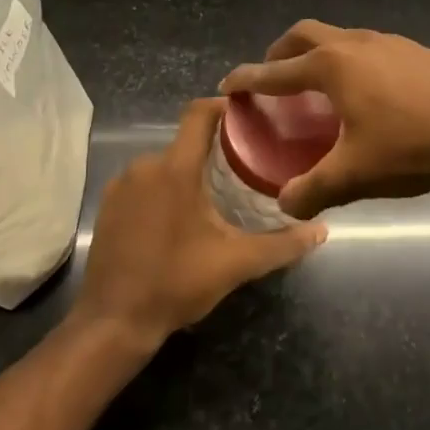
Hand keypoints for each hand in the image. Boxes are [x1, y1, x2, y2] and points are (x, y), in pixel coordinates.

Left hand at [73, 98, 326, 350]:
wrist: (113, 322)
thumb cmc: (177, 283)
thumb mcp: (236, 264)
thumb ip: (281, 244)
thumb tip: (321, 230)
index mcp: (175, 169)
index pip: (199, 114)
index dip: (224, 106)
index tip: (249, 115)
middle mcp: (144, 166)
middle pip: (185, 143)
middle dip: (212, 151)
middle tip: (243, 167)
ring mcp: (120, 185)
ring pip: (163, 165)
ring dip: (187, 174)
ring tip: (215, 194)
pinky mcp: (108, 206)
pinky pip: (142, 184)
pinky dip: (162, 191)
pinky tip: (177, 218)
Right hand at [220, 21, 429, 219]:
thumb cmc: (410, 149)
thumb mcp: (354, 175)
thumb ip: (312, 190)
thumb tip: (285, 204)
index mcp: (332, 67)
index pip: (277, 71)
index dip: (248, 78)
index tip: (228, 84)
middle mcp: (355, 44)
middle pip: (305, 35)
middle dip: (281, 52)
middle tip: (273, 75)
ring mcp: (388, 42)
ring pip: (339, 37)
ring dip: (319, 53)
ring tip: (319, 85)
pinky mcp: (415, 50)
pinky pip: (368, 47)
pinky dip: (350, 59)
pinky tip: (367, 90)